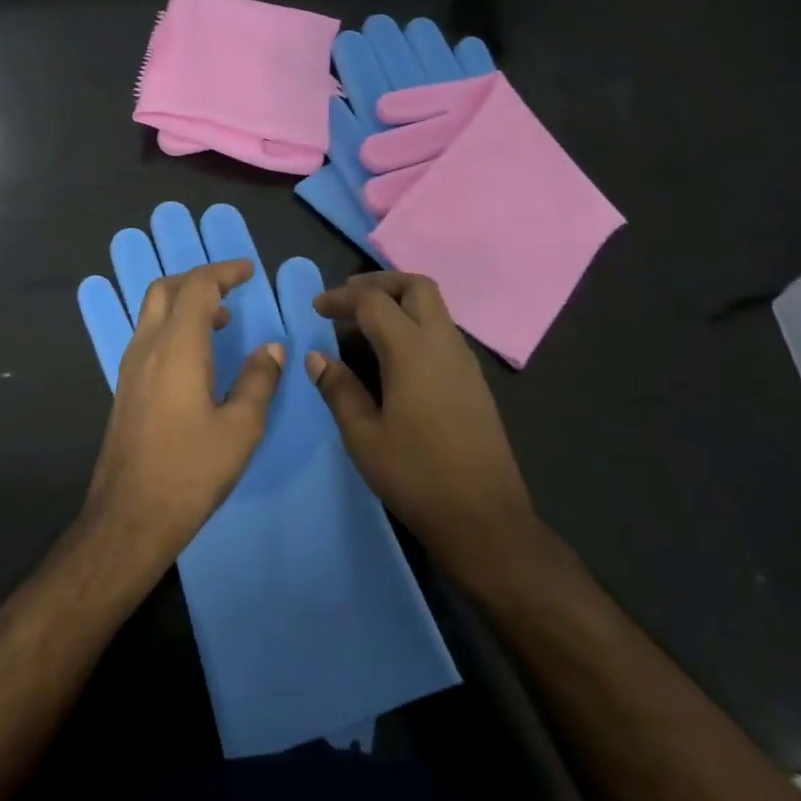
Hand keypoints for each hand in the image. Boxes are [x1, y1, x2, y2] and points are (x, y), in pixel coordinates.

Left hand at [87, 260, 284, 563]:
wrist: (131, 515)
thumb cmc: (191, 470)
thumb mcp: (241, 428)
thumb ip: (259, 381)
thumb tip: (272, 349)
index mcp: (177, 347)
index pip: (198, 286)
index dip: (225, 271)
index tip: (250, 270)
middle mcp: (147, 347)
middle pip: (166, 289)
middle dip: (199, 279)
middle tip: (232, 289)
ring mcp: (130, 367)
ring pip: (152, 312)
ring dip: (184, 302)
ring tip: (221, 321)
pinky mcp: (125, 388)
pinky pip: (148, 336)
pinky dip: (173, 326)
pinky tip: (197, 356)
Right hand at [306, 272, 541, 588]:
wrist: (483, 517)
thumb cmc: (416, 476)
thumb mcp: (364, 436)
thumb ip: (339, 390)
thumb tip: (317, 357)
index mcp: (412, 351)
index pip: (374, 302)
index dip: (342, 299)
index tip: (317, 309)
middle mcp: (443, 344)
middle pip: (416, 287)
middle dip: (379, 283)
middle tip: (347, 300)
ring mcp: (464, 361)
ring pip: (435, 308)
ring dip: (399, 302)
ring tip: (365, 325)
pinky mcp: (474, 381)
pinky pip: (442, 332)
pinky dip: (415, 325)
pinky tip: (394, 355)